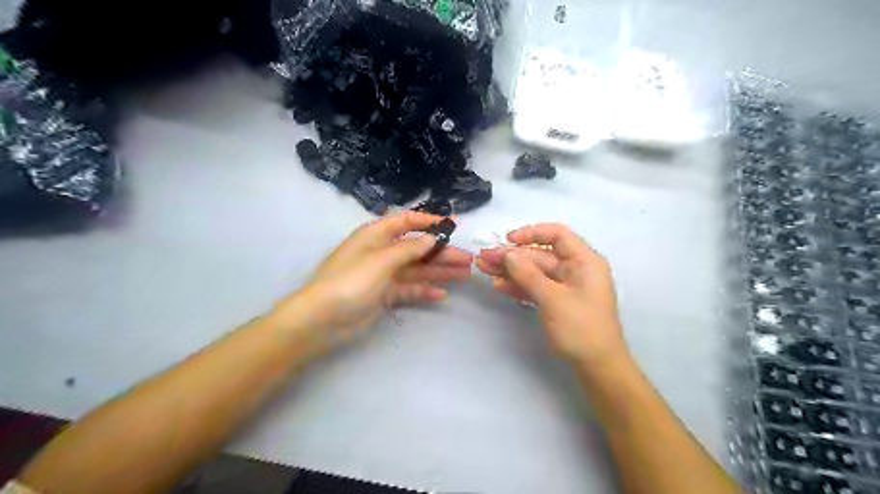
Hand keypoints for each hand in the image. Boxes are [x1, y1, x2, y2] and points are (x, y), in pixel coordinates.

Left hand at [274, 211, 469, 354]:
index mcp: (376, 236)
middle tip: (467, 259)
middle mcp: (381, 252)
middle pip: (417, 249)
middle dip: (441, 253)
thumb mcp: (381, 260)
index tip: (452, 226)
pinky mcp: (384, 295)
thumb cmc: (351, 281)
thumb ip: (409, 249)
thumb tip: (432, 238)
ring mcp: (383, 275)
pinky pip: (409, 289)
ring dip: (439, 271)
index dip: (428, 222)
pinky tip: (442, 295)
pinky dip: (424, 291)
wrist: (323, 320)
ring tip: (464, 274)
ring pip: (416, 270)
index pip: (405, 222)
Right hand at [478, 224, 629, 366]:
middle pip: (540, 255)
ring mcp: (565, 287)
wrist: (597, 368)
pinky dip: (518, 286)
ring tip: (484, 269)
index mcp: (584, 261)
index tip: (508, 240)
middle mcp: (575, 269)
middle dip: (512, 256)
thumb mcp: (553, 299)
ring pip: (534, 272)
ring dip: (510, 271)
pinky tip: (499, 285)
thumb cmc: (581, 328)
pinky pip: (535, 287)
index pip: (558, 235)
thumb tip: (508, 254)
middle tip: (484, 258)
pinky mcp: (557, 302)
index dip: (532, 233)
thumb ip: (528, 274)